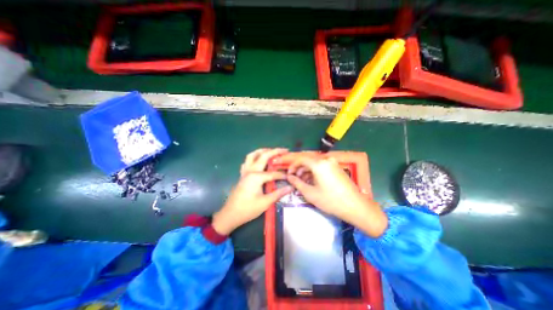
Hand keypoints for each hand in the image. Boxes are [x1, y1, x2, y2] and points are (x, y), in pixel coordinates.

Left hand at [211, 148, 293, 234]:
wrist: (230, 214)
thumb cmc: (248, 209)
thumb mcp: (265, 202)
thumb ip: (278, 193)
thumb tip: (290, 187)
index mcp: (256, 177)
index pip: (273, 173)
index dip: (282, 175)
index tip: (290, 177)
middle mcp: (250, 170)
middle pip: (263, 156)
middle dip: (275, 151)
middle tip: (284, 150)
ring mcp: (245, 172)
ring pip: (252, 155)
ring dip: (262, 151)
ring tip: (271, 151)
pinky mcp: (242, 175)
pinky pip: (247, 162)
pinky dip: (253, 158)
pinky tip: (258, 161)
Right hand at [285, 155, 387, 236]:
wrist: (354, 206)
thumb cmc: (330, 200)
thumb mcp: (310, 193)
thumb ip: (297, 183)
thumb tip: (289, 177)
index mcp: (319, 164)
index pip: (301, 159)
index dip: (293, 166)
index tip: (289, 174)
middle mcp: (326, 160)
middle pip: (308, 161)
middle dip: (300, 169)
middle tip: (295, 180)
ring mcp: (333, 163)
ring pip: (315, 164)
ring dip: (307, 171)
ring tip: (304, 182)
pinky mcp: (337, 168)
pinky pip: (323, 167)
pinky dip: (315, 172)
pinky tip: (313, 182)